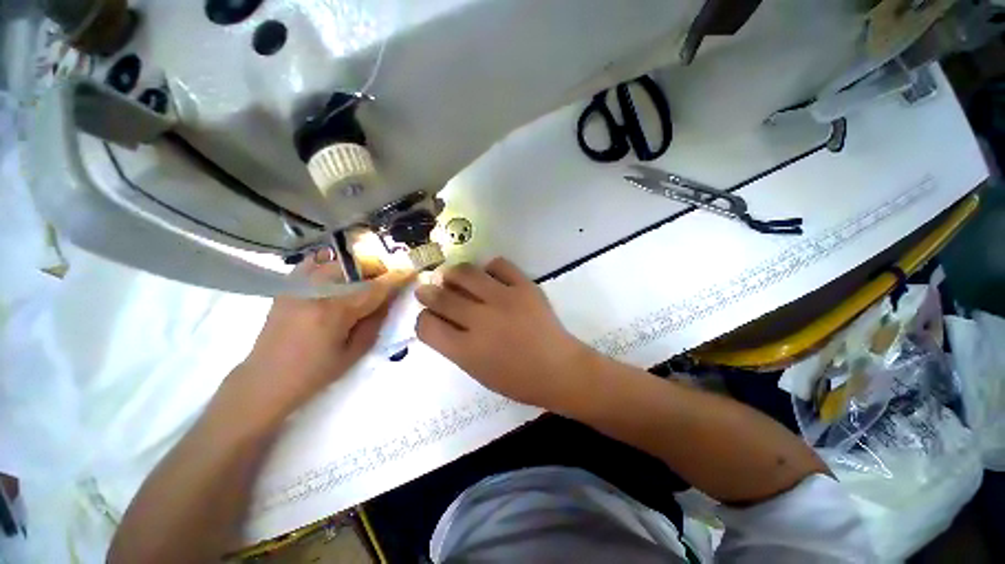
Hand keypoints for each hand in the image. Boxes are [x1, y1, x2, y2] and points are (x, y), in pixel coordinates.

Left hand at [229, 255, 410, 424]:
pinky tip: (339, 275)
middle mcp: (315, 292)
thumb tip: (390, 298)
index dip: (396, 278)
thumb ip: (376, 320)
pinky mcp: (287, 287)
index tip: (411, 270)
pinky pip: (314, 263)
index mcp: (334, 312)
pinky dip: (332, 263)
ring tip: (363, 280)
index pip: (374, 288)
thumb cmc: (315, 373)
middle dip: (376, 269)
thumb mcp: (355, 352)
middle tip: (386, 281)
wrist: (265, 379)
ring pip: (337, 261)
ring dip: (357, 267)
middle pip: (355, 267)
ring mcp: (297, 286)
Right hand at [414, 257, 593, 410]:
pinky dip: (488, 268)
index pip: (427, 326)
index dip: (423, 319)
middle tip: (428, 288)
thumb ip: (456, 346)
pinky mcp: (524, 286)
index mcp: (467, 350)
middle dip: (428, 292)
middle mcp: (481, 320)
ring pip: (465, 273)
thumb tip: (441, 319)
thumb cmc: (518, 379)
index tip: (428, 316)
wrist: (559, 369)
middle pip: (441, 297)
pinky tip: (488, 275)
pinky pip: (498, 265)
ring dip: (452, 274)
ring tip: (452, 276)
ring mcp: (504, 299)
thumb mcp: (478, 371)